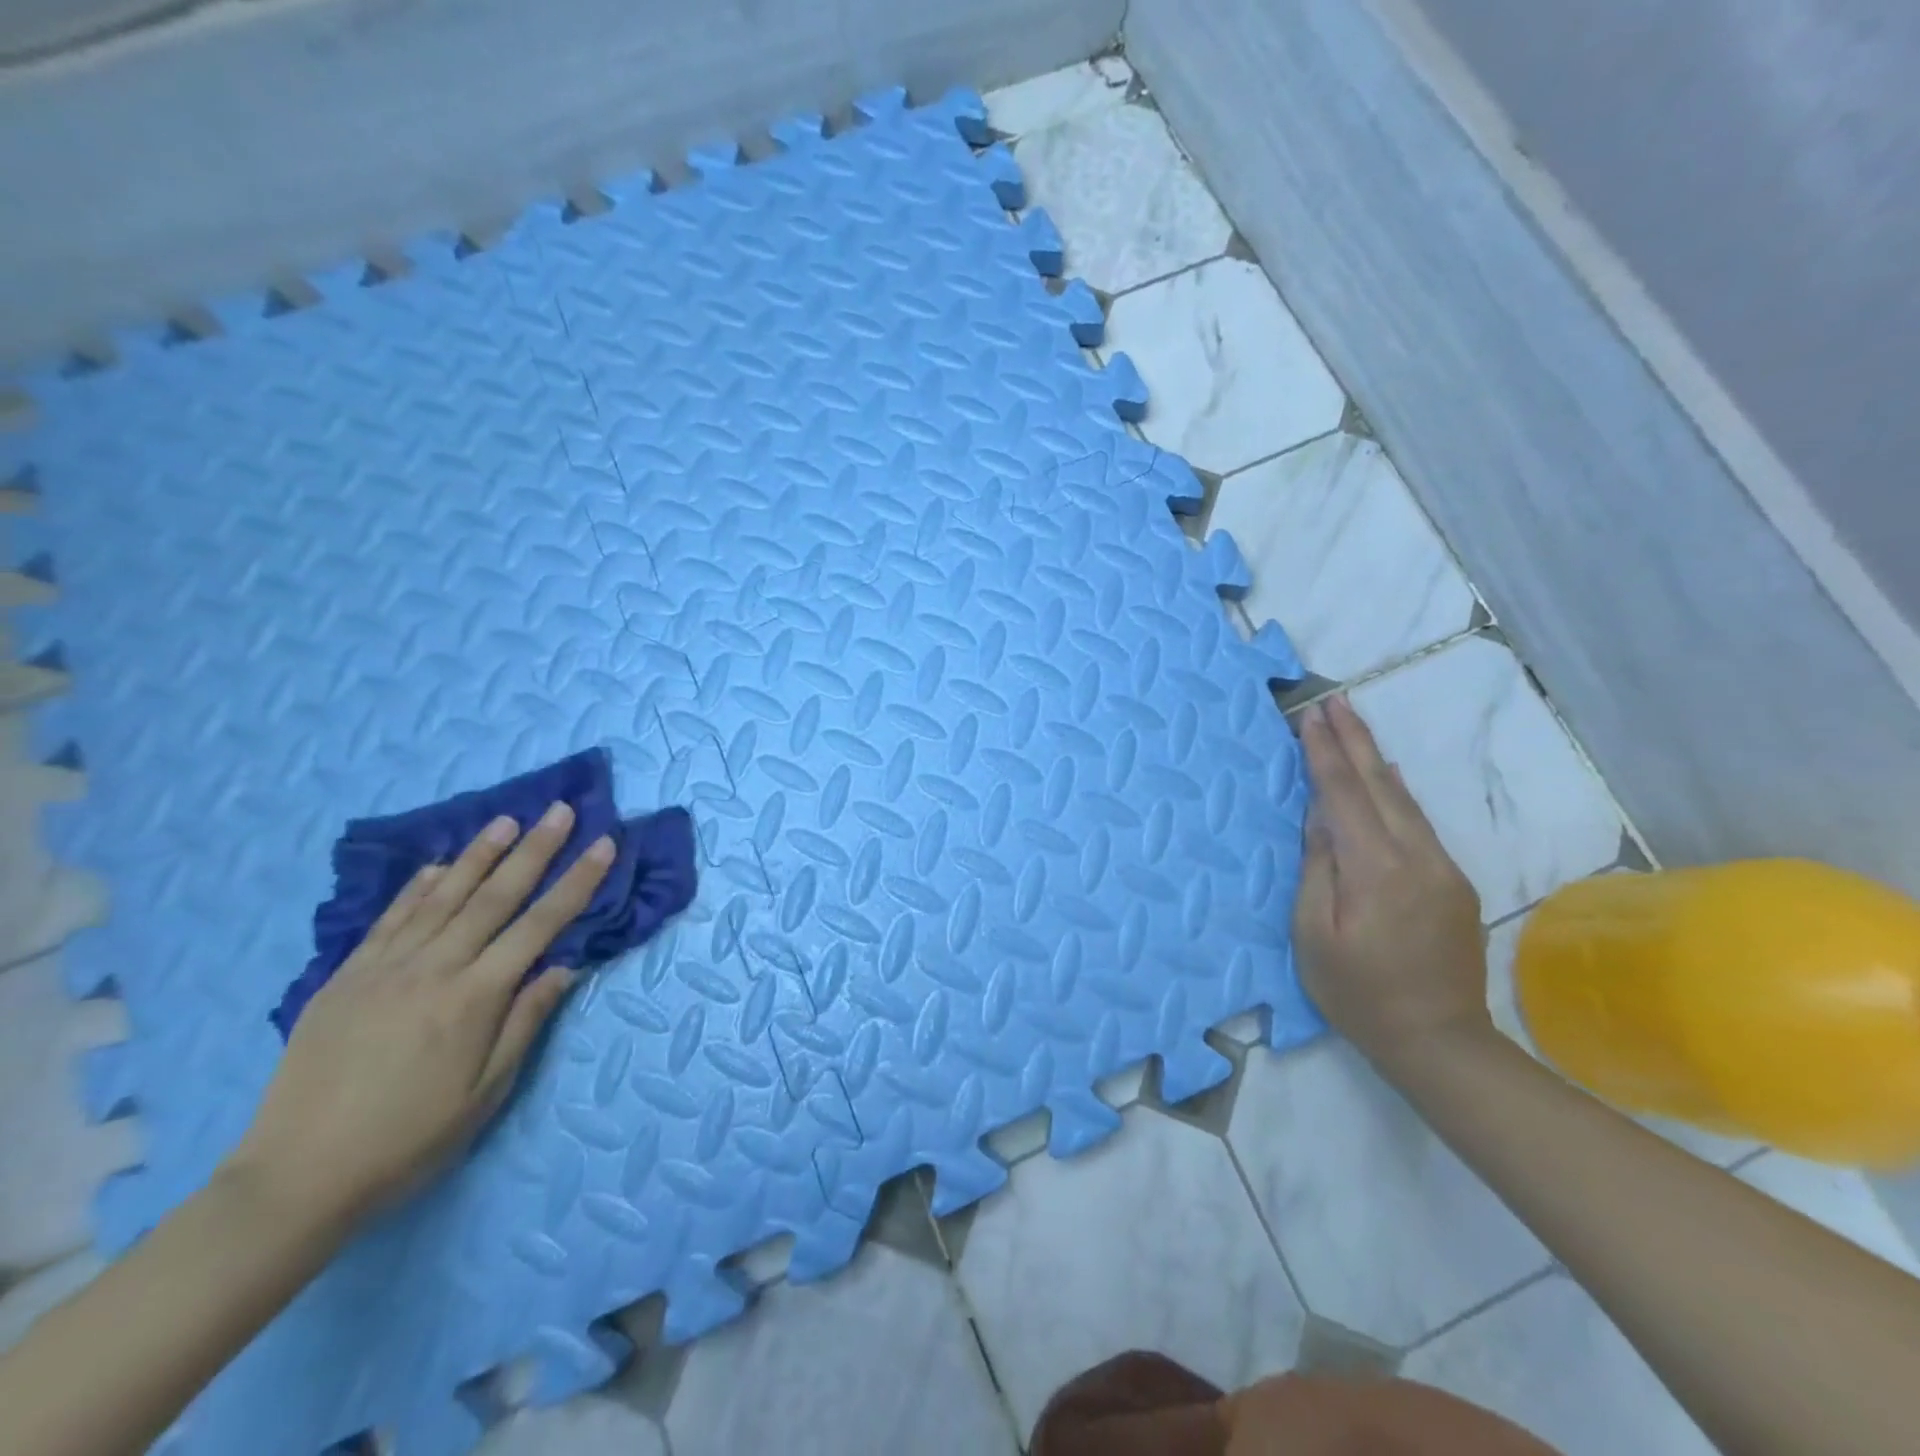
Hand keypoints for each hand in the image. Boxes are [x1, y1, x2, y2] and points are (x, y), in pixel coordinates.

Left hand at [230, 802, 613, 1226]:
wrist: (296, 1178)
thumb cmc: (410, 1139)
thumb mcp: (487, 1092)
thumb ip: (526, 1022)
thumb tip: (564, 966)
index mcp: (475, 998)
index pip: (540, 925)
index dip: (577, 881)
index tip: (604, 844)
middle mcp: (434, 970)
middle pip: (495, 897)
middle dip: (535, 850)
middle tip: (561, 811)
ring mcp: (384, 969)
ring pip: (442, 897)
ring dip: (479, 855)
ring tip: (507, 820)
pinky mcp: (346, 978)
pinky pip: (389, 920)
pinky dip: (417, 888)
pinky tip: (437, 865)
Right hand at [1293, 696, 1490, 1077]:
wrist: (1439, 1040)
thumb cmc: (1358, 992)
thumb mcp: (1314, 935)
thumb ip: (1318, 869)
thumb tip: (1321, 817)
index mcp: (1377, 869)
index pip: (1345, 796)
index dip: (1324, 754)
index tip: (1310, 716)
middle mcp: (1417, 857)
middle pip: (1380, 784)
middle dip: (1354, 739)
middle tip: (1333, 700)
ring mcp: (1441, 868)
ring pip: (1404, 800)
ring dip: (1374, 759)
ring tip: (1352, 725)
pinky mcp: (1452, 881)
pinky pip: (1417, 822)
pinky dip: (1393, 791)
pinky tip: (1383, 778)